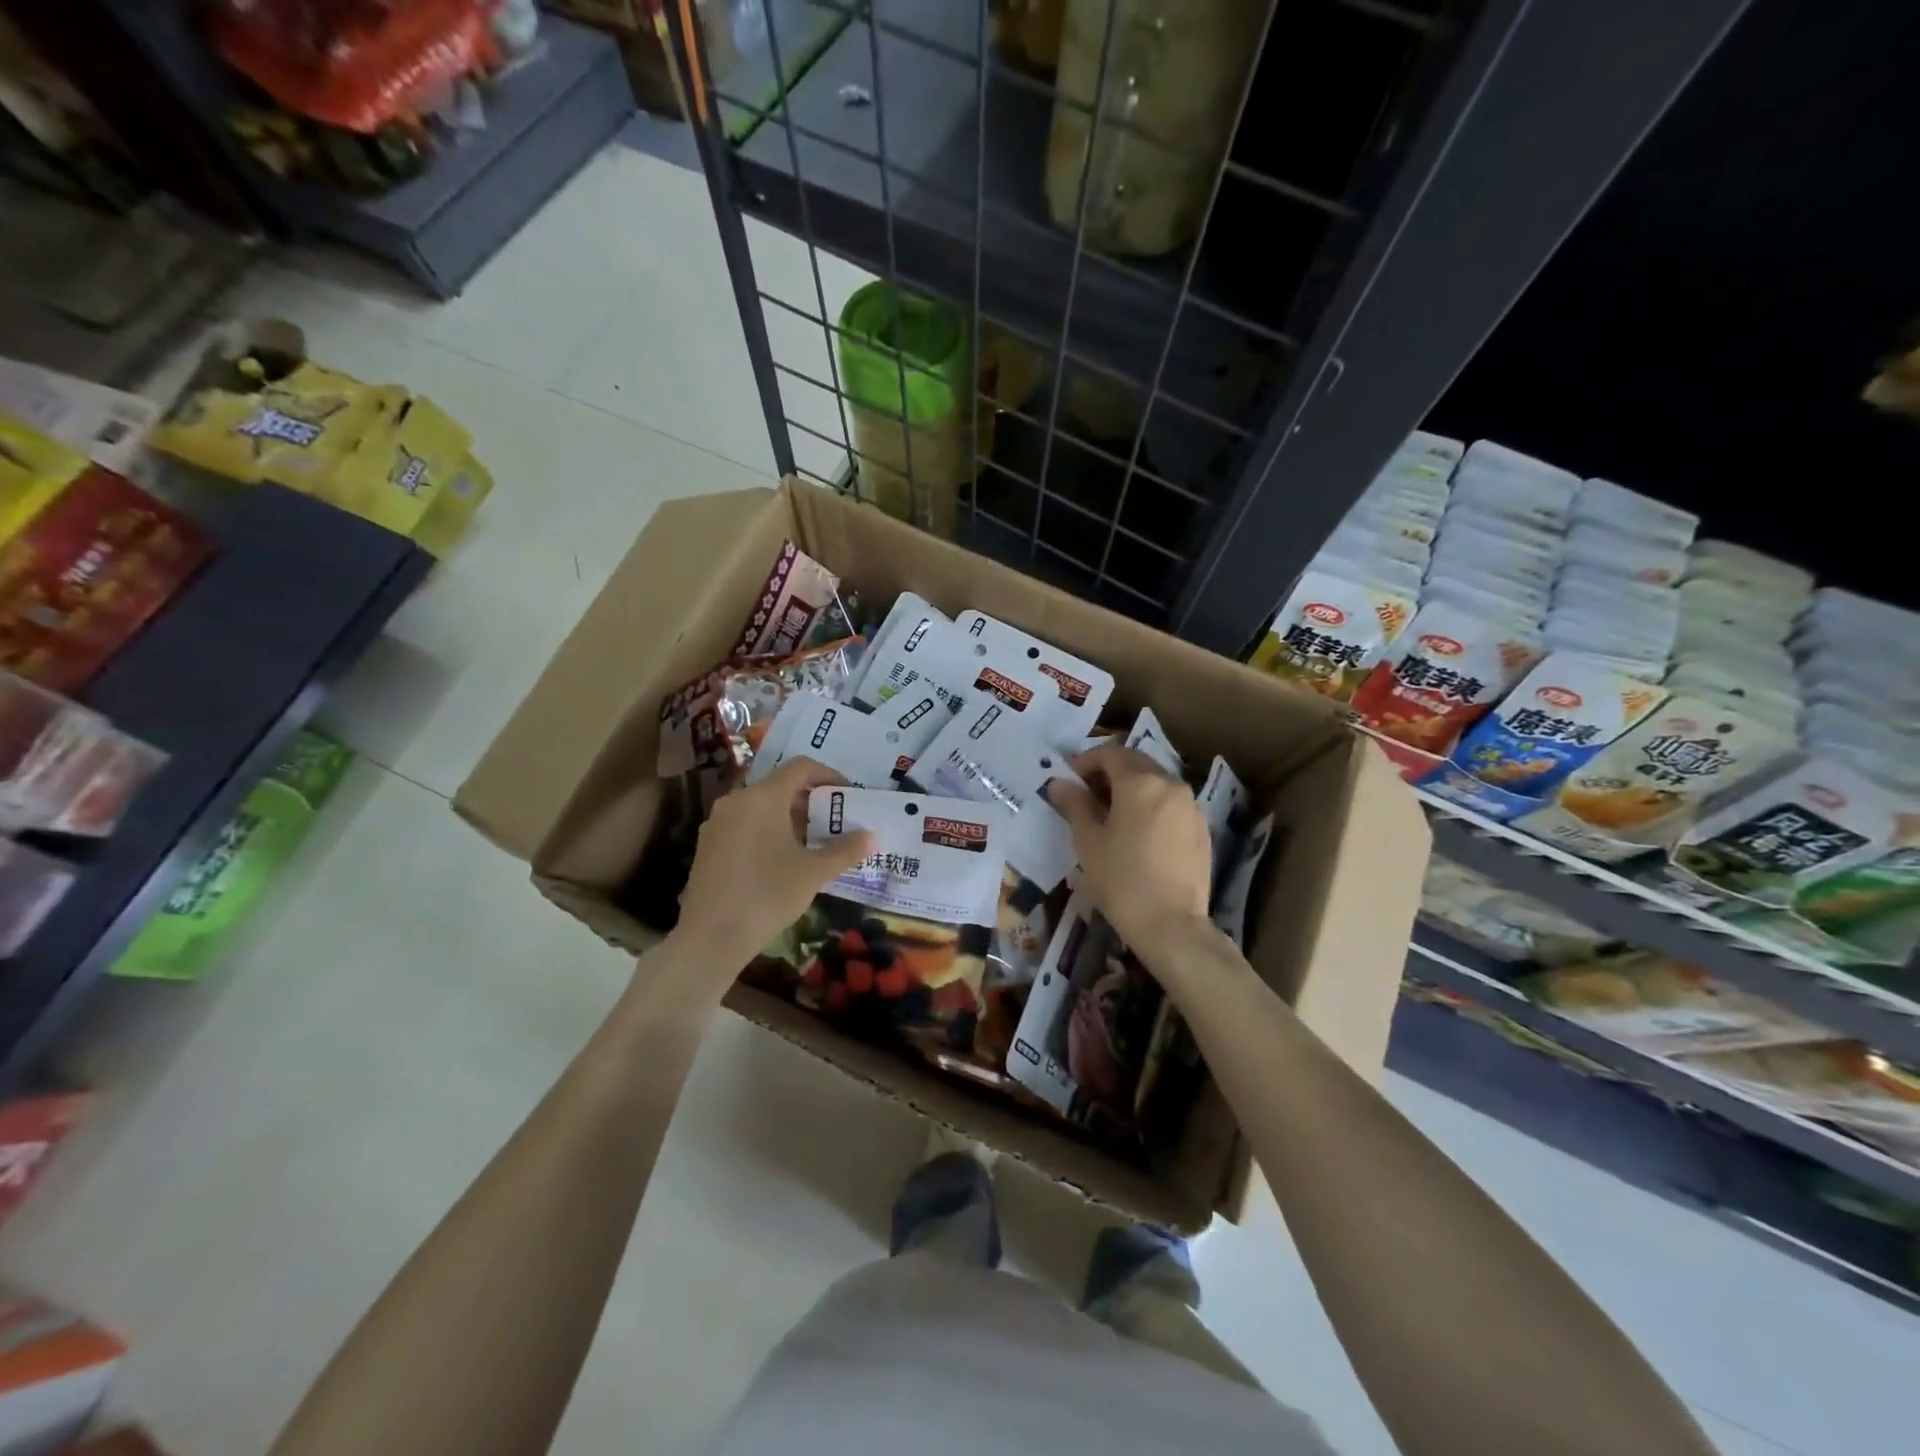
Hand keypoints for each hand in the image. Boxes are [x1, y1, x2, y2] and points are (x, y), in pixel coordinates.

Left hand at [675, 757, 873, 969]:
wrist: (710, 937)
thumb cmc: (767, 895)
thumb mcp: (814, 873)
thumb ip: (845, 850)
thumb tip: (872, 836)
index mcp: (763, 797)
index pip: (800, 767)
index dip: (828, 774)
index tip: (847, 795)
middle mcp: (737, 800)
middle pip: (779, 785)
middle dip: (810, 800)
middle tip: (834, 822)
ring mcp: (717, 822)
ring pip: (760, 806)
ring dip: (788, 817)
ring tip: (811, 843)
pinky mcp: (707, 845)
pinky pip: (744, 824)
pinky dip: (766, 830)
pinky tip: (780, 860)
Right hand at [1048, 744, 1212, 957]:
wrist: (1172, 925)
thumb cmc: (1122, 880)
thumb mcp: (1088, 842)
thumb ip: (1075, 805)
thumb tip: (1059, 784)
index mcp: (1140, 782)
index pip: (1110, 754)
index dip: (1086, 761)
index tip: (1068, 778)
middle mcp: (1170, 784)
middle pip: (1136, 763)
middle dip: (1109, 771)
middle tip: (1086, 793)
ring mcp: (1190, 806)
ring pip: (1156, 782)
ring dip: (1131, 787)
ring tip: (1110, 813)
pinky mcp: (1201, 829)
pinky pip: (1171, 804)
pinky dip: (1151, 805)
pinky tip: (1137, 832)